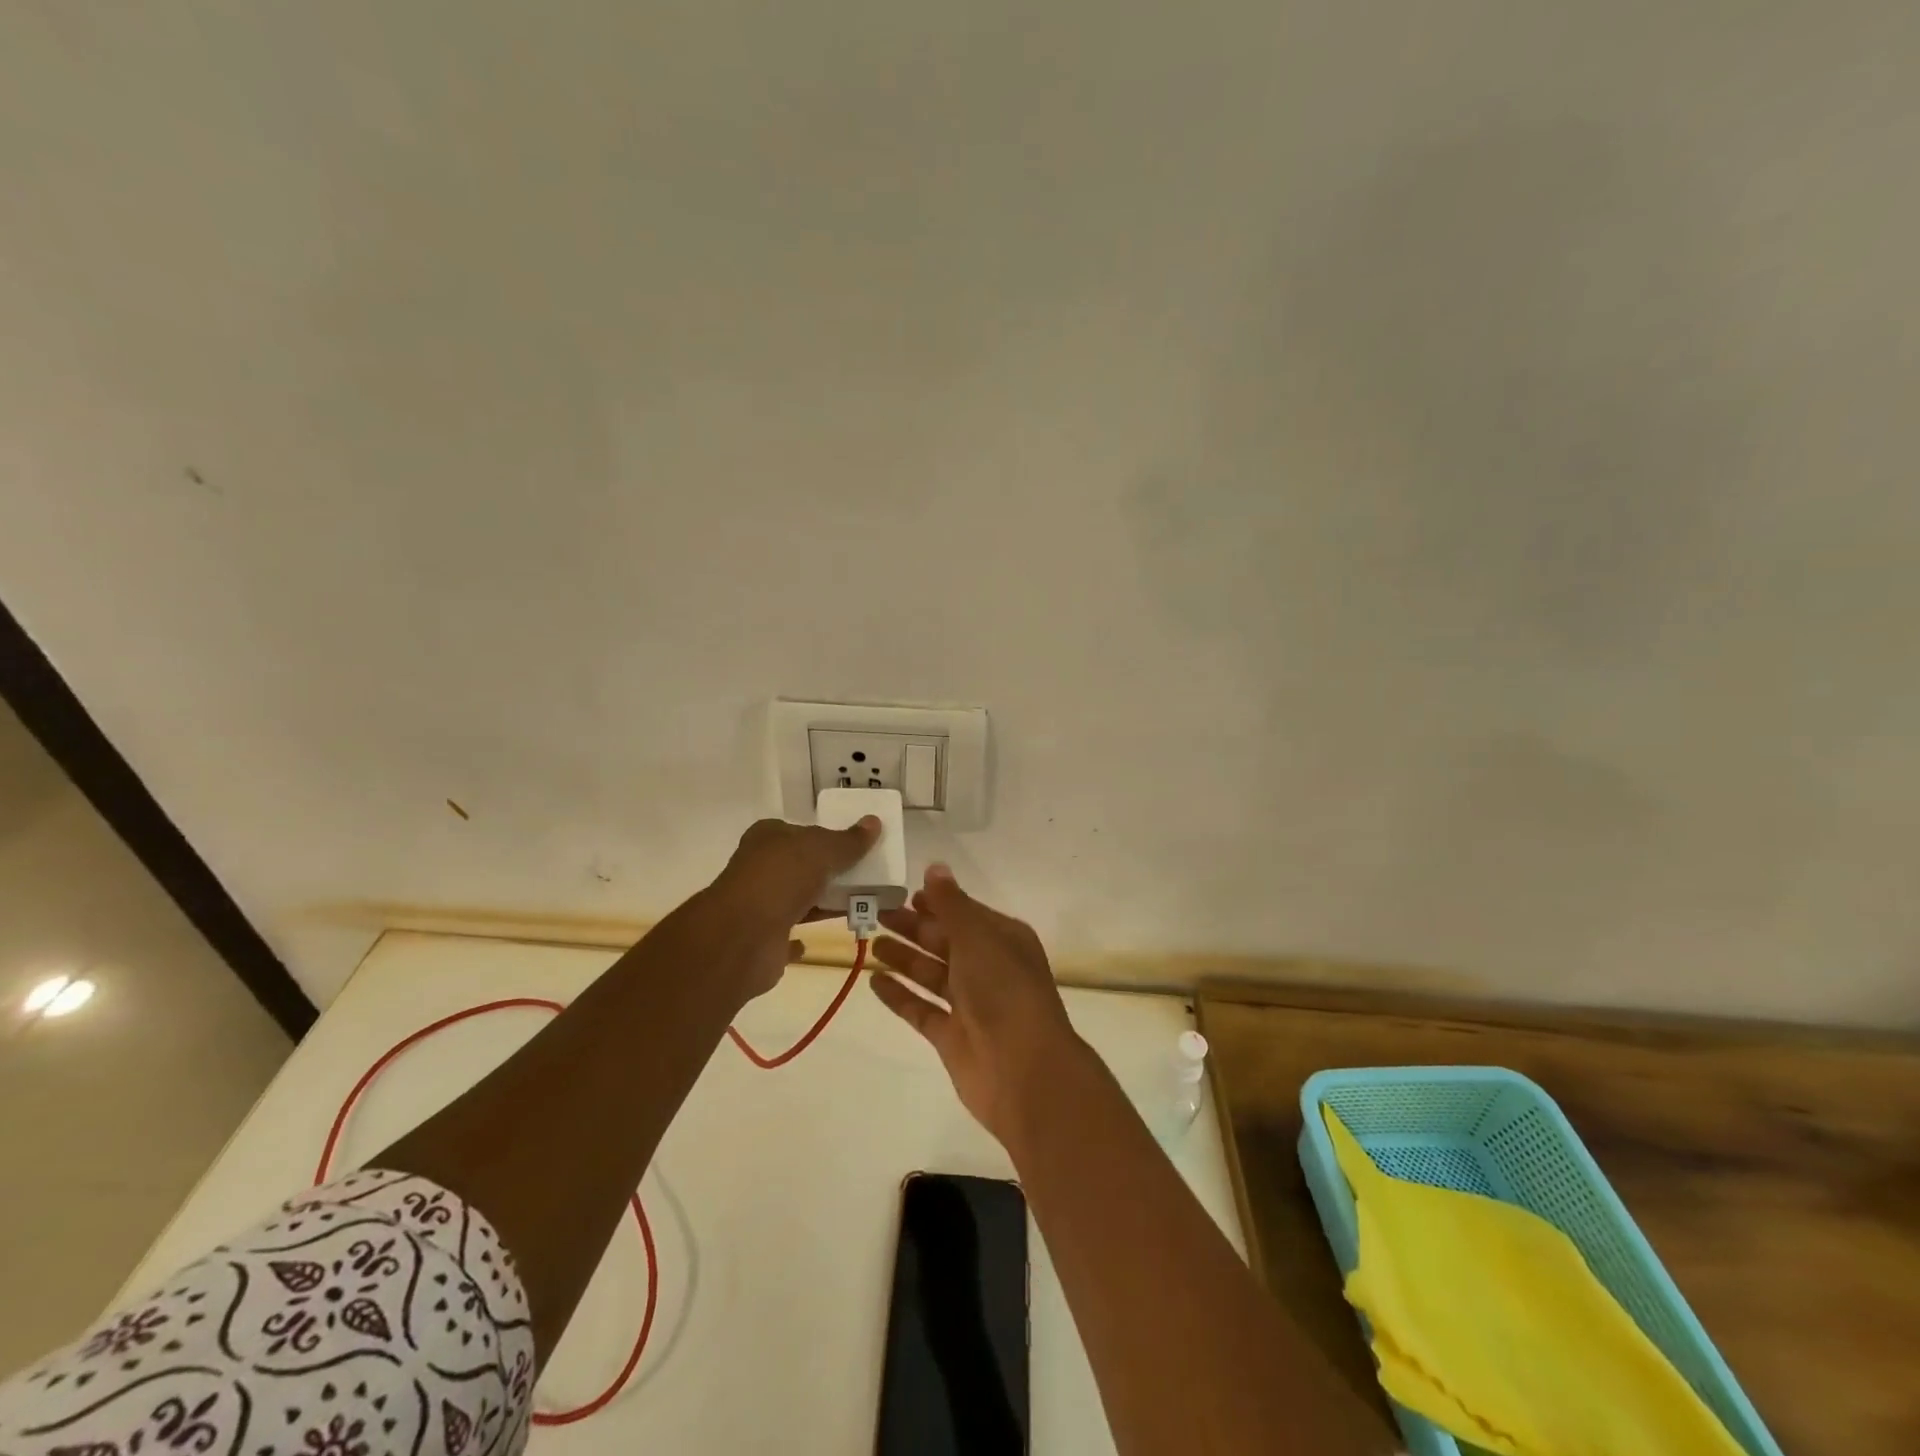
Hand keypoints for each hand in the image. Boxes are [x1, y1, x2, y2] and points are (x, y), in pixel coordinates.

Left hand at [708, 815, 879, 997]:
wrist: (743, 937)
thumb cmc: (781, 878)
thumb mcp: (822, 849)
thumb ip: (849, 840)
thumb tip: (874, 822)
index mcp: (768, 838)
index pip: (800, 831)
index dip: (826, 836)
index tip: (856, 845)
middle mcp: (760, 868)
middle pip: (802, 866)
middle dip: (830, 871)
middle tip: (868, 875)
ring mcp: (760, 905)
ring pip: (800, 899)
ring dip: (825, 902)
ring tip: (863, 904)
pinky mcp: (764, 939)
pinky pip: (790, 934)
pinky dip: (803, 935)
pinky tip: (824, 934)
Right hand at [870, 864, 1080, 1144]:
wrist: (1024, 1071)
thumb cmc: (1004, 990)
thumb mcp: (977, 937)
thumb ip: (951, 904)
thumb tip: (935, 867)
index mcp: (1003, 940)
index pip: (965, 913)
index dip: (936, 903)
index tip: (903, 894)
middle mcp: (988, 968)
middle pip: (944, 942)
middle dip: (912, 927)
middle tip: (875, 913)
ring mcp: (970, 1004)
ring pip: (931, 974)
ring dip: (903, 958)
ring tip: (870, 943)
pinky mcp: (952, 1037)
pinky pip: (921, 1008)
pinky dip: (899, 995)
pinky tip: (874, 982)